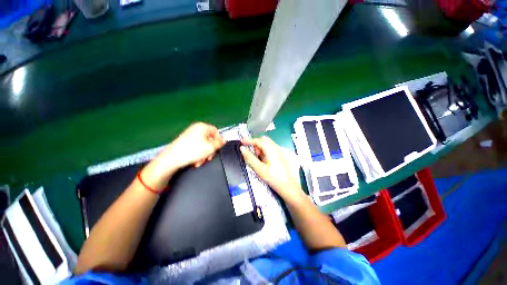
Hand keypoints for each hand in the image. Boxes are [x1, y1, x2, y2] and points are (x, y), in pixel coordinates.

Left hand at [141, 123, 224, 188]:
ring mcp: (190, 135)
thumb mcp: (210, 147)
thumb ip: (219, 143)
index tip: (218, 149)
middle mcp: (196, 129)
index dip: (219, 140)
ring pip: (204, 145)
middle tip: (209, 157)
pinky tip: (195, 161)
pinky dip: (198, 154)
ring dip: (204, 154)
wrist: (171, 159)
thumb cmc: (192, 151)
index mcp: (203, 127)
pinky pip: (196, 147)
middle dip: (210, 150)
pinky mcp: (185, 142)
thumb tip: (224, 139)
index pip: (216, 131)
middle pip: (210, 139)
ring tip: (200, 161)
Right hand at [240, 137, 303, 201]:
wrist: (288, 186)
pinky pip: (273, 148)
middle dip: (257, 145)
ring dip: (262, 148)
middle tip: (254, 155)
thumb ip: (249, 158)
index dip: (249, 140)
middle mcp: (277, 148)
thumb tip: (242, 149)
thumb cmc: (273, 178)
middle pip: (264, 140)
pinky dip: (267, 151)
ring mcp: (281, 151)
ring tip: (261, 160)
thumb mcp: (259, 169)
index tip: (242, 142)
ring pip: (268, 144)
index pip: (258, 141)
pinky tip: (267, 161)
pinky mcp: (283, 155)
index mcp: (271, 150)